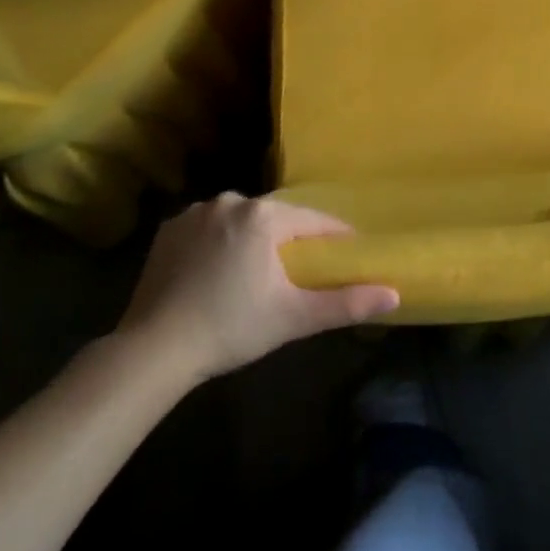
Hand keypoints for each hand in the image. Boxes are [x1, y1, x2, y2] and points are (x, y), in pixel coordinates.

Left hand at [121, 195, 398, 380]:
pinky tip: (216, 271)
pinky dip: (218, 243)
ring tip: (256, 272)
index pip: (313, 220)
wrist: (154, 348)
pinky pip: (207, 228)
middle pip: (275, 218)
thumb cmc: (232, 328)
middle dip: (289, 238)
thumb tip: (394, 293)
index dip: (333, 236)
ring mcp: (194, 213)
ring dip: (252, 238)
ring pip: (240, 220)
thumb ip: (345, 303)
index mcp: (264, 216)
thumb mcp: (294, 317)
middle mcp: (230, 201)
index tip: (347, 251)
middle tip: (299, 269)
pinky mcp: (168, 230)